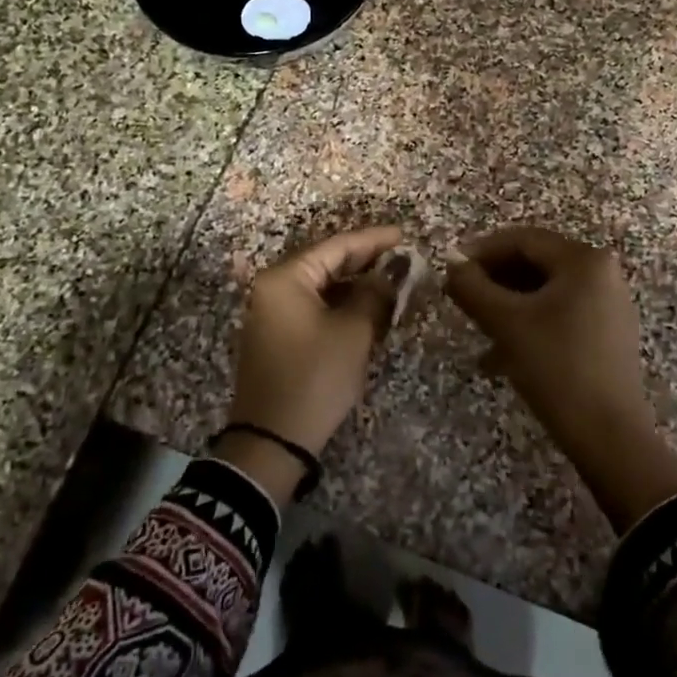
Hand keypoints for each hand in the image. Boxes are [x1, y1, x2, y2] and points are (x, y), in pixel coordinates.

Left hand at [226, 226, 404, 496]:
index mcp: (285, 278)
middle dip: (365, 261)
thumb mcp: (353, 332)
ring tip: (392, 281)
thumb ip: (376, 294)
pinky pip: (312, 306)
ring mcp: (271, 312)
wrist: (272, 441)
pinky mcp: (276, 335)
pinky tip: (367, 307)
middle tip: (403, 258)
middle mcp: (272, 287)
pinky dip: (340, 303)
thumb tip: (395, 270)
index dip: (373, 240)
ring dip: (354, 284)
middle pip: (325, 262)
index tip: (405, 236)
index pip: (336, 246)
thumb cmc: (315, 378)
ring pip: (320, 286)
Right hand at [445, 225, 676, 530]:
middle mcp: (602, 272)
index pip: (523, 239)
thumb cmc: (555, 367)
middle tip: (460, 295)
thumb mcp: (505, 323)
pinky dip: (529, 321)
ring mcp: (608, 303)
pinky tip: (502, 350)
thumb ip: (472, 287)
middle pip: (536, 262)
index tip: (450, 268)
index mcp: (584, 260)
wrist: (608, 434)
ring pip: (545, 290)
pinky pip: (560, 312)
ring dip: (507, 303)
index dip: (481, 250)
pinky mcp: (607, 332)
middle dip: (494, 278)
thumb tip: (451, 265)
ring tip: (477, 325)